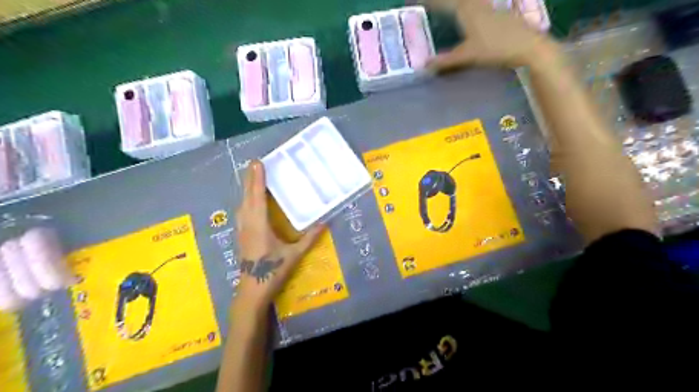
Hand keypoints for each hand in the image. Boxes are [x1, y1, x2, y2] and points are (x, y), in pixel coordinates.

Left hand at [233, 159, 322, 309]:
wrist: (252, 289)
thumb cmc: (273, 271)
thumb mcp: (294, 254)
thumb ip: (310, 238)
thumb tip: (325, 222)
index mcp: (259, 225)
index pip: (257, 197)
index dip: (257, 179)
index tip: (258, 163)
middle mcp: (247, 223)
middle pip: (246, 196)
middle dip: (250, 178)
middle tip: (254, 162)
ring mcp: (242, 228)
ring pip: (241, 203)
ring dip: (246, 187)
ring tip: (252, 175)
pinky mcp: (241, 234)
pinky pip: (241, 210)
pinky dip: (245, 198)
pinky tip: (249, 198)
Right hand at [425, 1, 557, 70]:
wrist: (528, 46)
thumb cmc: (496, 49)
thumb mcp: (467, 56)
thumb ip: (446, 60)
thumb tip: (424, 65)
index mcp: (468, 12)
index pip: (445, 4)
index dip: (432, 2)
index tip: (418, 1)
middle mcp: (478, 5)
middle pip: (459, 1)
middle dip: (445, 3)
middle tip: (435, 4)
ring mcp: (491, 8)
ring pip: (471, 2)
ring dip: (459, 5)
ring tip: (452, 8)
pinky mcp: (501, 14)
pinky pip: (480, 5)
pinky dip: (471, 6)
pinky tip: (473, 12)